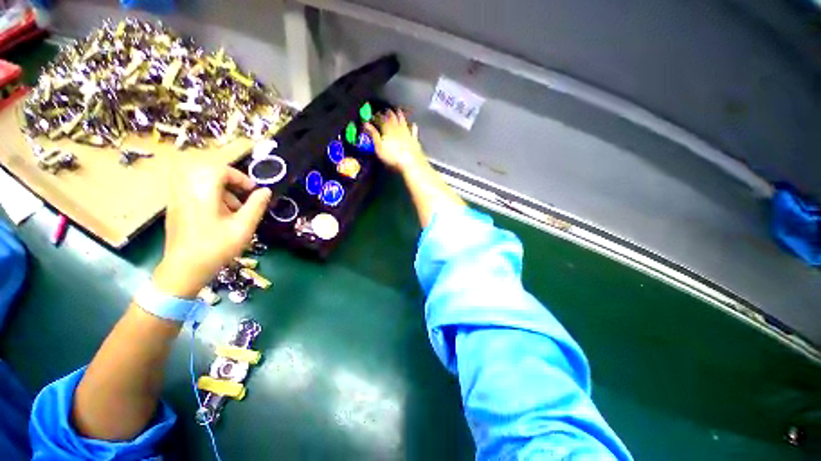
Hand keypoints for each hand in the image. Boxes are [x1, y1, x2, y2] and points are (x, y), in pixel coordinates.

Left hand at [154, 164, 271, 297]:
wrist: (183, 269)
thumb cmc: (216, 248)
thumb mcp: (243, 227)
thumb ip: (256, 206)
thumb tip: (266, 191)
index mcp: (202, 192)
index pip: (220, 169)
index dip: (240, 177)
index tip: (253, 192)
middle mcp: (186, 189)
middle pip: (206, 169)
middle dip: (228, 178)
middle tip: (242, 193)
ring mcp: (177, 197)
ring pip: (198, 177)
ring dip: (218, 186)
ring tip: (232, 207)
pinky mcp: (174, 206)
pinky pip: (190, 187)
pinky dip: (207, 193)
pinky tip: (217, 212)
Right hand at [365, 110, 427, 172]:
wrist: (410, 162)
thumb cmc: (392, 156)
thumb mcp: (379, 147)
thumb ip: (373, 134)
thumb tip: (366, 124)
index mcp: (388, 129)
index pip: (381, 119)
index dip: (377, 116)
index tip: (375, 115)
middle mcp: (397, 128)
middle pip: (392, 118)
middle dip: (388, 113)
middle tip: (386, 110)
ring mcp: (407, 133)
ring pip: (403, 121)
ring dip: (400, 115)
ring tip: (398, 111)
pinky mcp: (414, 139)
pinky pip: (413, 131)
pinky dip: (413, 127)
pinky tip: (414, 124)